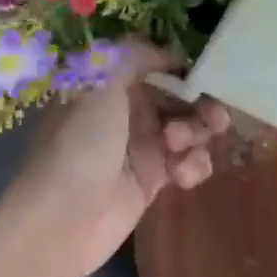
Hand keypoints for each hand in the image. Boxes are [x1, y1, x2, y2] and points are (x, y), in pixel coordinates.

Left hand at [11, 41, 229, 276]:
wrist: (63, 221)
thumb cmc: (80, 145)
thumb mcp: (99, 83)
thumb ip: (134, 55)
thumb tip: (168, 54)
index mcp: (110, 85)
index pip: (156, 66)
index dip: (183, 69)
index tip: (207, 74)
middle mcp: (127, 112)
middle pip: (179, 98)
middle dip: (200, 104)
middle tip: (214, 117)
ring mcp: (142, 147)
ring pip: (189, 130)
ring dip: (197, 135)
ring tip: (181, 148)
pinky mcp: (154, 181)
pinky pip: (188, 163)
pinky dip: (193, 166)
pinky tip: (182, 176)